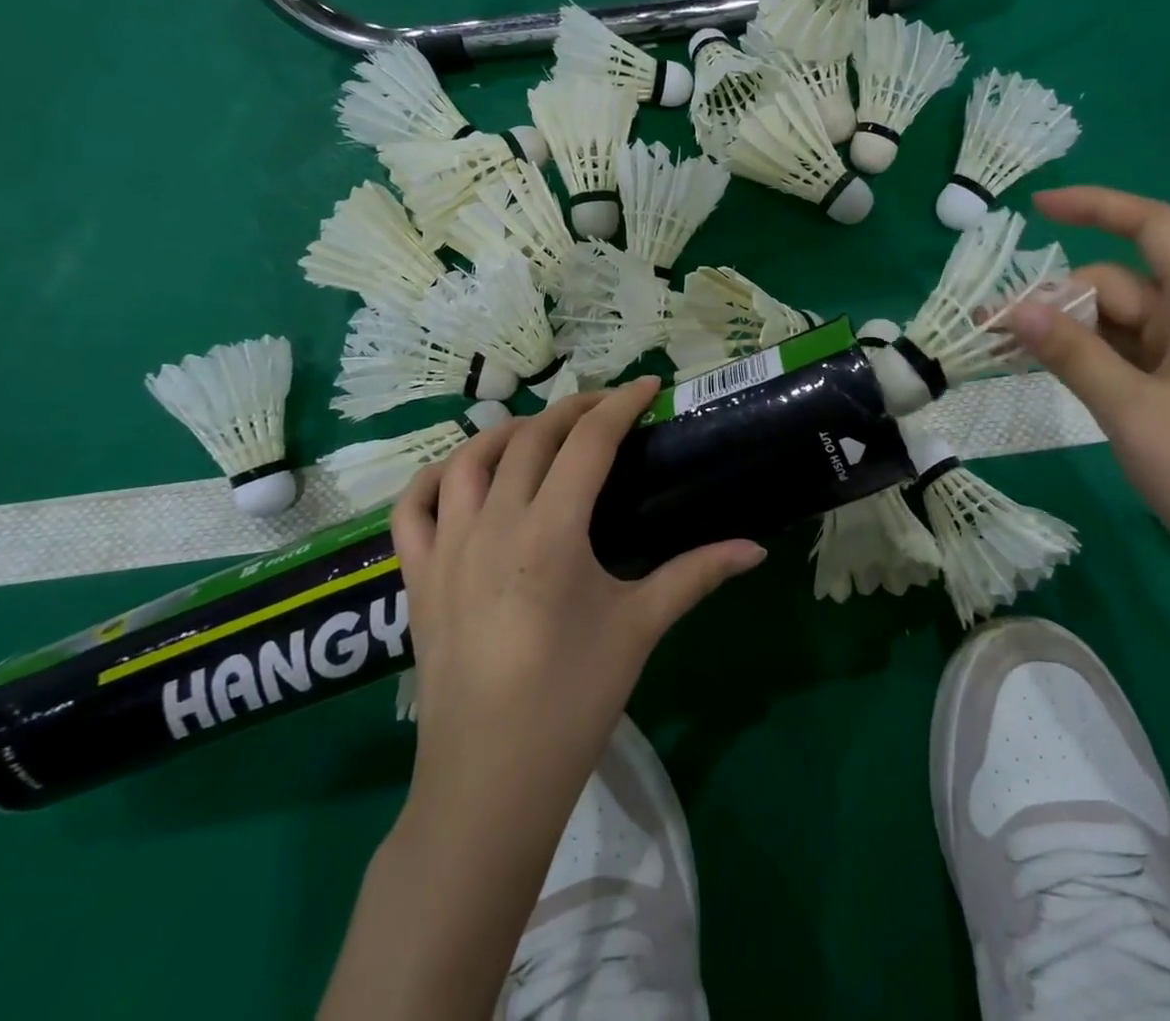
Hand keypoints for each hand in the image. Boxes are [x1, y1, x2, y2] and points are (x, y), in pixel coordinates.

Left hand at [390, 378, 766, 811]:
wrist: (490, 783)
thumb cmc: (573, 701)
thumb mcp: (640, 627)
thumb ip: (697, 574)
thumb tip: (756, 548)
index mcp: (550, 533)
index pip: (588, 444)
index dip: (620, 405)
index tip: (647, 386)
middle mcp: (493, 525)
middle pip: (531, 438)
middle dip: (574, 410)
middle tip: (609, 408)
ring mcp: (446, 548)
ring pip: (468, 458)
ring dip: (508, 431)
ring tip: (542, 432)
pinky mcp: (416, 577)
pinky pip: (412, 508)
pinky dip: (435, 477)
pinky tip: (463, 475)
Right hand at [1007, 186, 1169, 616]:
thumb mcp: (1132, 409)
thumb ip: (1071, 353)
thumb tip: (1014, 306)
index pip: (1155, 228)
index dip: (1098, 206)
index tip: (1037, 209)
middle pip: (1120, 283)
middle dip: (1058, 297)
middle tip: (994, 329)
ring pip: (1118, 323)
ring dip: (1065, 331)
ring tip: (1006, 352)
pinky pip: (1126, 357)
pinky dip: (1085, 358)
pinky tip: (1045, 372)